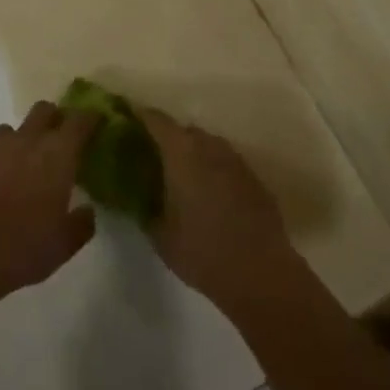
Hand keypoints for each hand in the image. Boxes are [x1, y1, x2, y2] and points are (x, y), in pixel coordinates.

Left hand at [0, 101, 100, 311]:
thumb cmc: (28, 245)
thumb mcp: (66, 243)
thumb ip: (81, 223)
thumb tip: (87, 211)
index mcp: (58, 154)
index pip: (79, 121)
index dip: (90, 118)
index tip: (97, 121)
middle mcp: (27, 142)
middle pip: (43, 110)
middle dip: (54, 118)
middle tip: (60, 137)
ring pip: (9, 129)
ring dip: (19, 139)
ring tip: (23, 161)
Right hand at [142, 110, 298, 310]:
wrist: (262, 274)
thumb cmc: (203, 252)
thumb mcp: (161, 236)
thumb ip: (145, 209)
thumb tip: (136, 199)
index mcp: (182, 153)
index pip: (156, 120)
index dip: (140, 116)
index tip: (127, 119)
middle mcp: (209, 147)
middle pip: (184, 130)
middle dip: (168, 138)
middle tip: (153, 157)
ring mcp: (236, 160)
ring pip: (208, 145)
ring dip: (193, 153)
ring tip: (181, 177)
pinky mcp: (254, 178)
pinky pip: (226, 163)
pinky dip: (213, 170)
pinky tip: (209, 195)